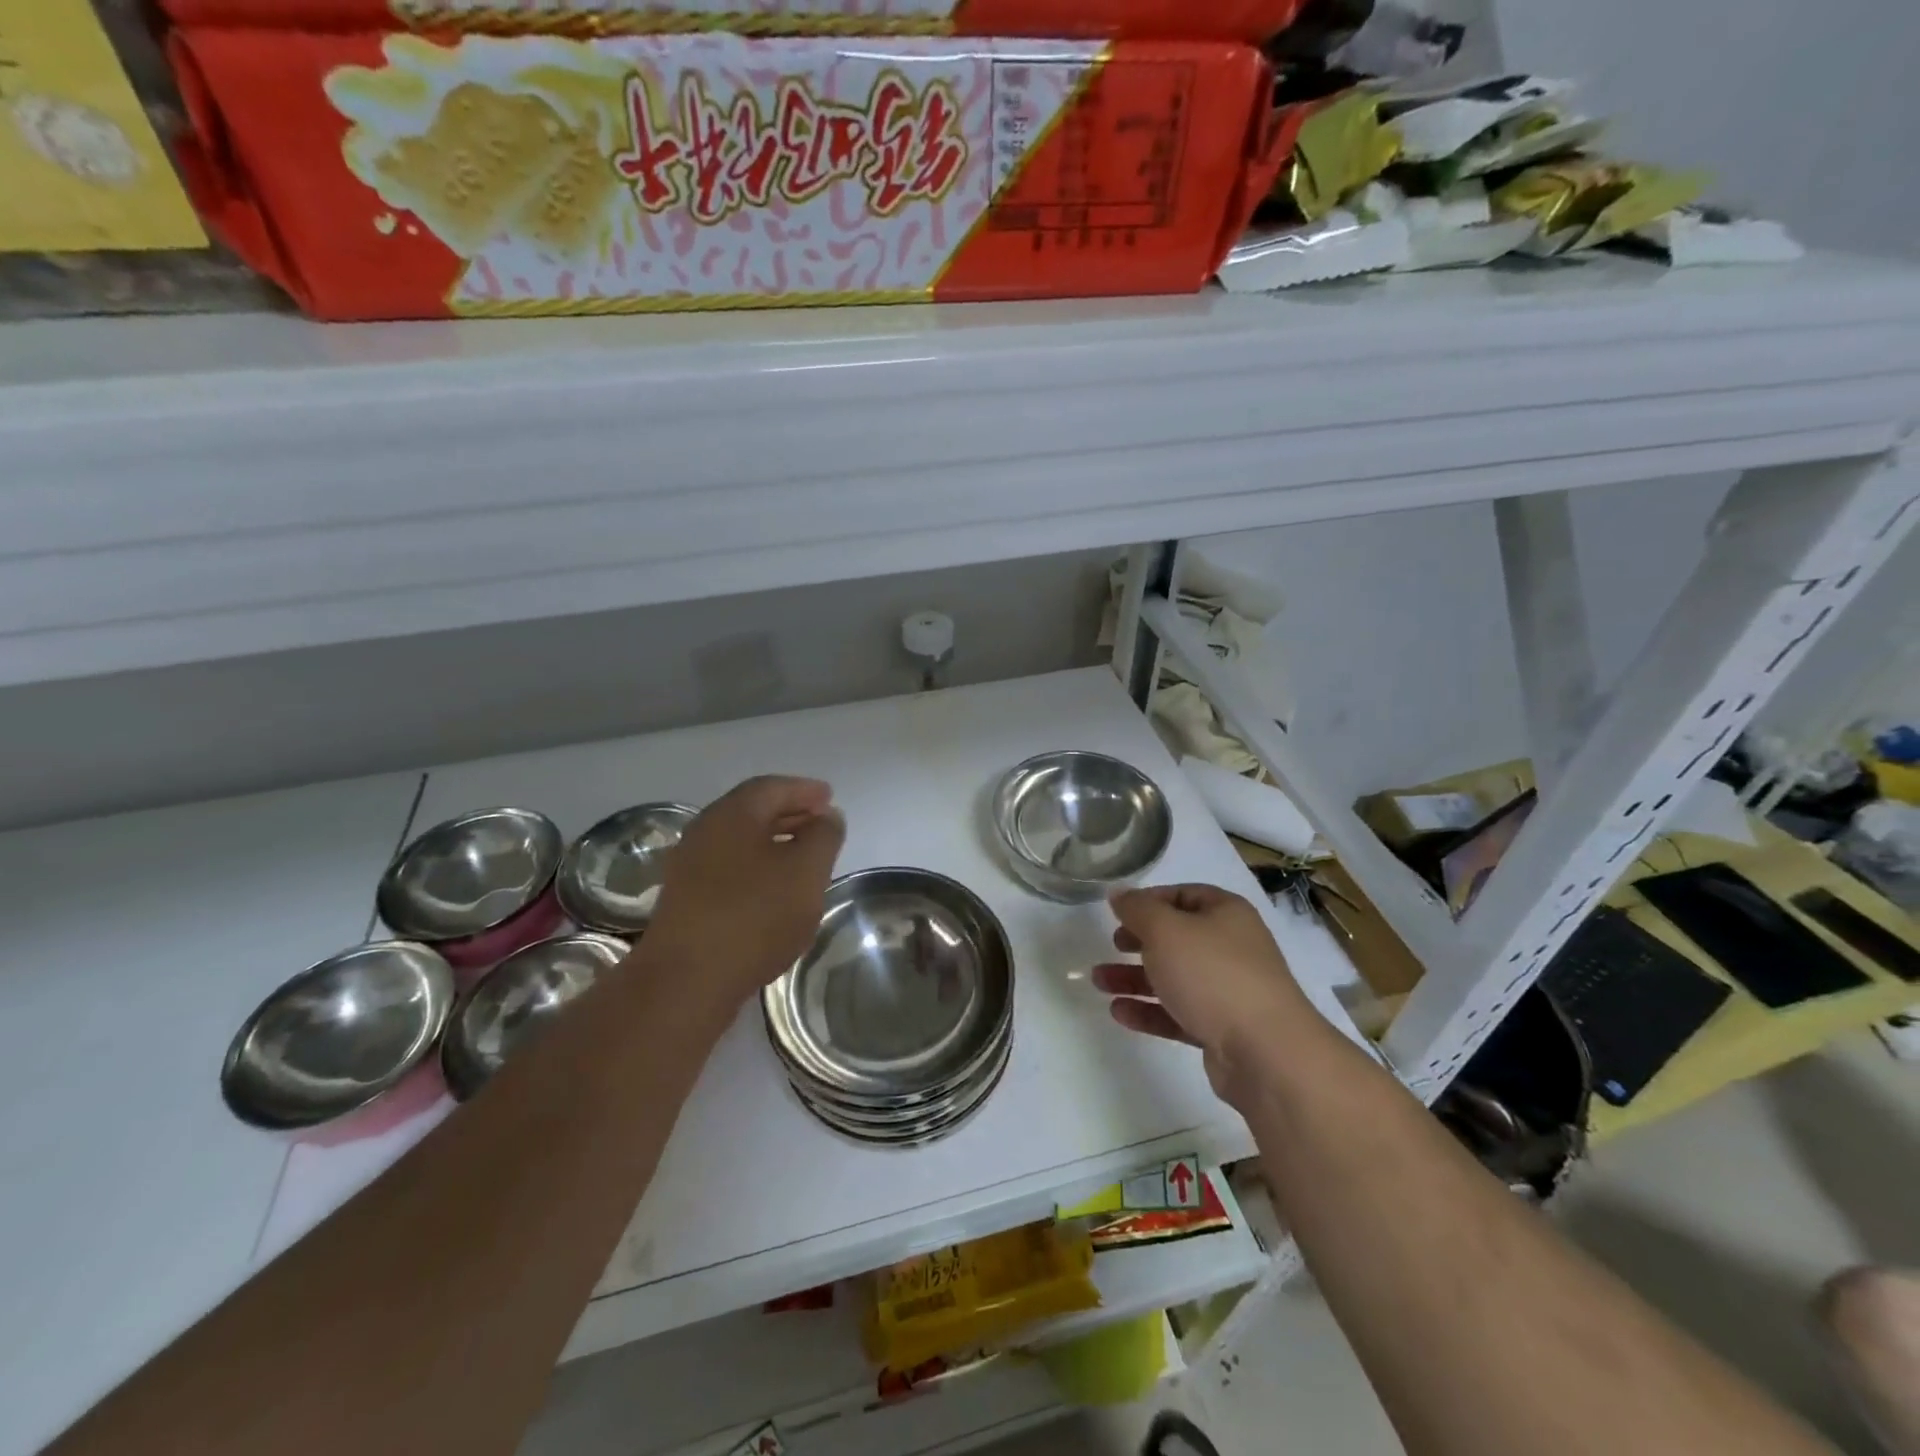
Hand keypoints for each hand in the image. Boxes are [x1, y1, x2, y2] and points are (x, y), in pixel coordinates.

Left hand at [642, 776, 844, 1015]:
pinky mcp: (686, 900)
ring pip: (740, 842)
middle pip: (753, 811)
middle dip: (790, 813)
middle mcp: (705, 831)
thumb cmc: (755, 915)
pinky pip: (728, 868)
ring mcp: (690, 867)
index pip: (771, 788)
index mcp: (732, 814)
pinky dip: (757, 867)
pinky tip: (774, 891)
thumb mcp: (807, 872)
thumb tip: (827, 816)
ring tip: (803, 857)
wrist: (686, 981)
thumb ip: (823, 837)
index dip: (804, 790)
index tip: (829, 798)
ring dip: (774, 842)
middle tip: (820, 822)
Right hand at [1092, 884, 1321, 1106]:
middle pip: (1177, 937)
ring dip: (1135, 978)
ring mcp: (1228, 990)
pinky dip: (1149, 1010)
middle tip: (1112, 945)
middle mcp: (1231, 947)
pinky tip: (1119, 1013)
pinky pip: (1179, 1012)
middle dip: (1138, 942)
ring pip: (1174, 977)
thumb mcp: (1165, 930)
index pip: (1183, 895)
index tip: (1118, 913)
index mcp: (1225, 913)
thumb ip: (1137, 909)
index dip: (1148, 900)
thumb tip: (1119, 893)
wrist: (1267, 1053)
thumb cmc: (1213, 975)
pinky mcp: (1222, 1029)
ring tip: (1099, 982)